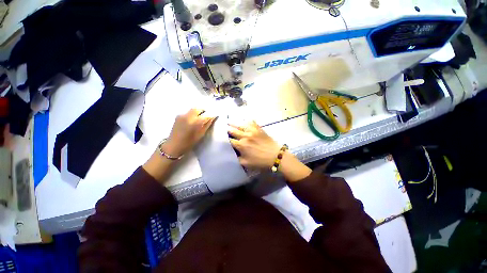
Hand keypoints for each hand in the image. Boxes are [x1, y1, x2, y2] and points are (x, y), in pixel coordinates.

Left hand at [164, 109, 216, 156]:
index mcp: (194, 122)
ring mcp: (182, 115)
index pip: (206, 115)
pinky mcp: (178, 116)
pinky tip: (192, 120)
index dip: (211, 115)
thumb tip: (212, 118)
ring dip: (198, 112)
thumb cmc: (188, 143)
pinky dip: (192, 114)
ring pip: (192, 110)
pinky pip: (188, 112)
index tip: (215, 116)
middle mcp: (188, 116)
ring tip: (199, 118)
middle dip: (204, 111)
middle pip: (198, 109)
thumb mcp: (200, 135)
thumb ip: (207, 125)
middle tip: (207, 116)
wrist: (173, 145)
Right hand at [228, 121, 280, 168]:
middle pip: (233, 131)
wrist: (275, 156)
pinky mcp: (259, 129)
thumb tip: (231, 154)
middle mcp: (245, 136)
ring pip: (240, 125)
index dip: (224, 139)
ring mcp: (252, 131)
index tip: (221, 137)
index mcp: (241, 145)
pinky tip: (245, 120)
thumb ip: (237, 159)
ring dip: (234, 123)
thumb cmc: (260, 161)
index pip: (230, 140)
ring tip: (229, 121)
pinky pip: (252, 122)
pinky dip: (247, 121)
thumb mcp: (246, 164)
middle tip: (223, 126)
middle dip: (227, 129)